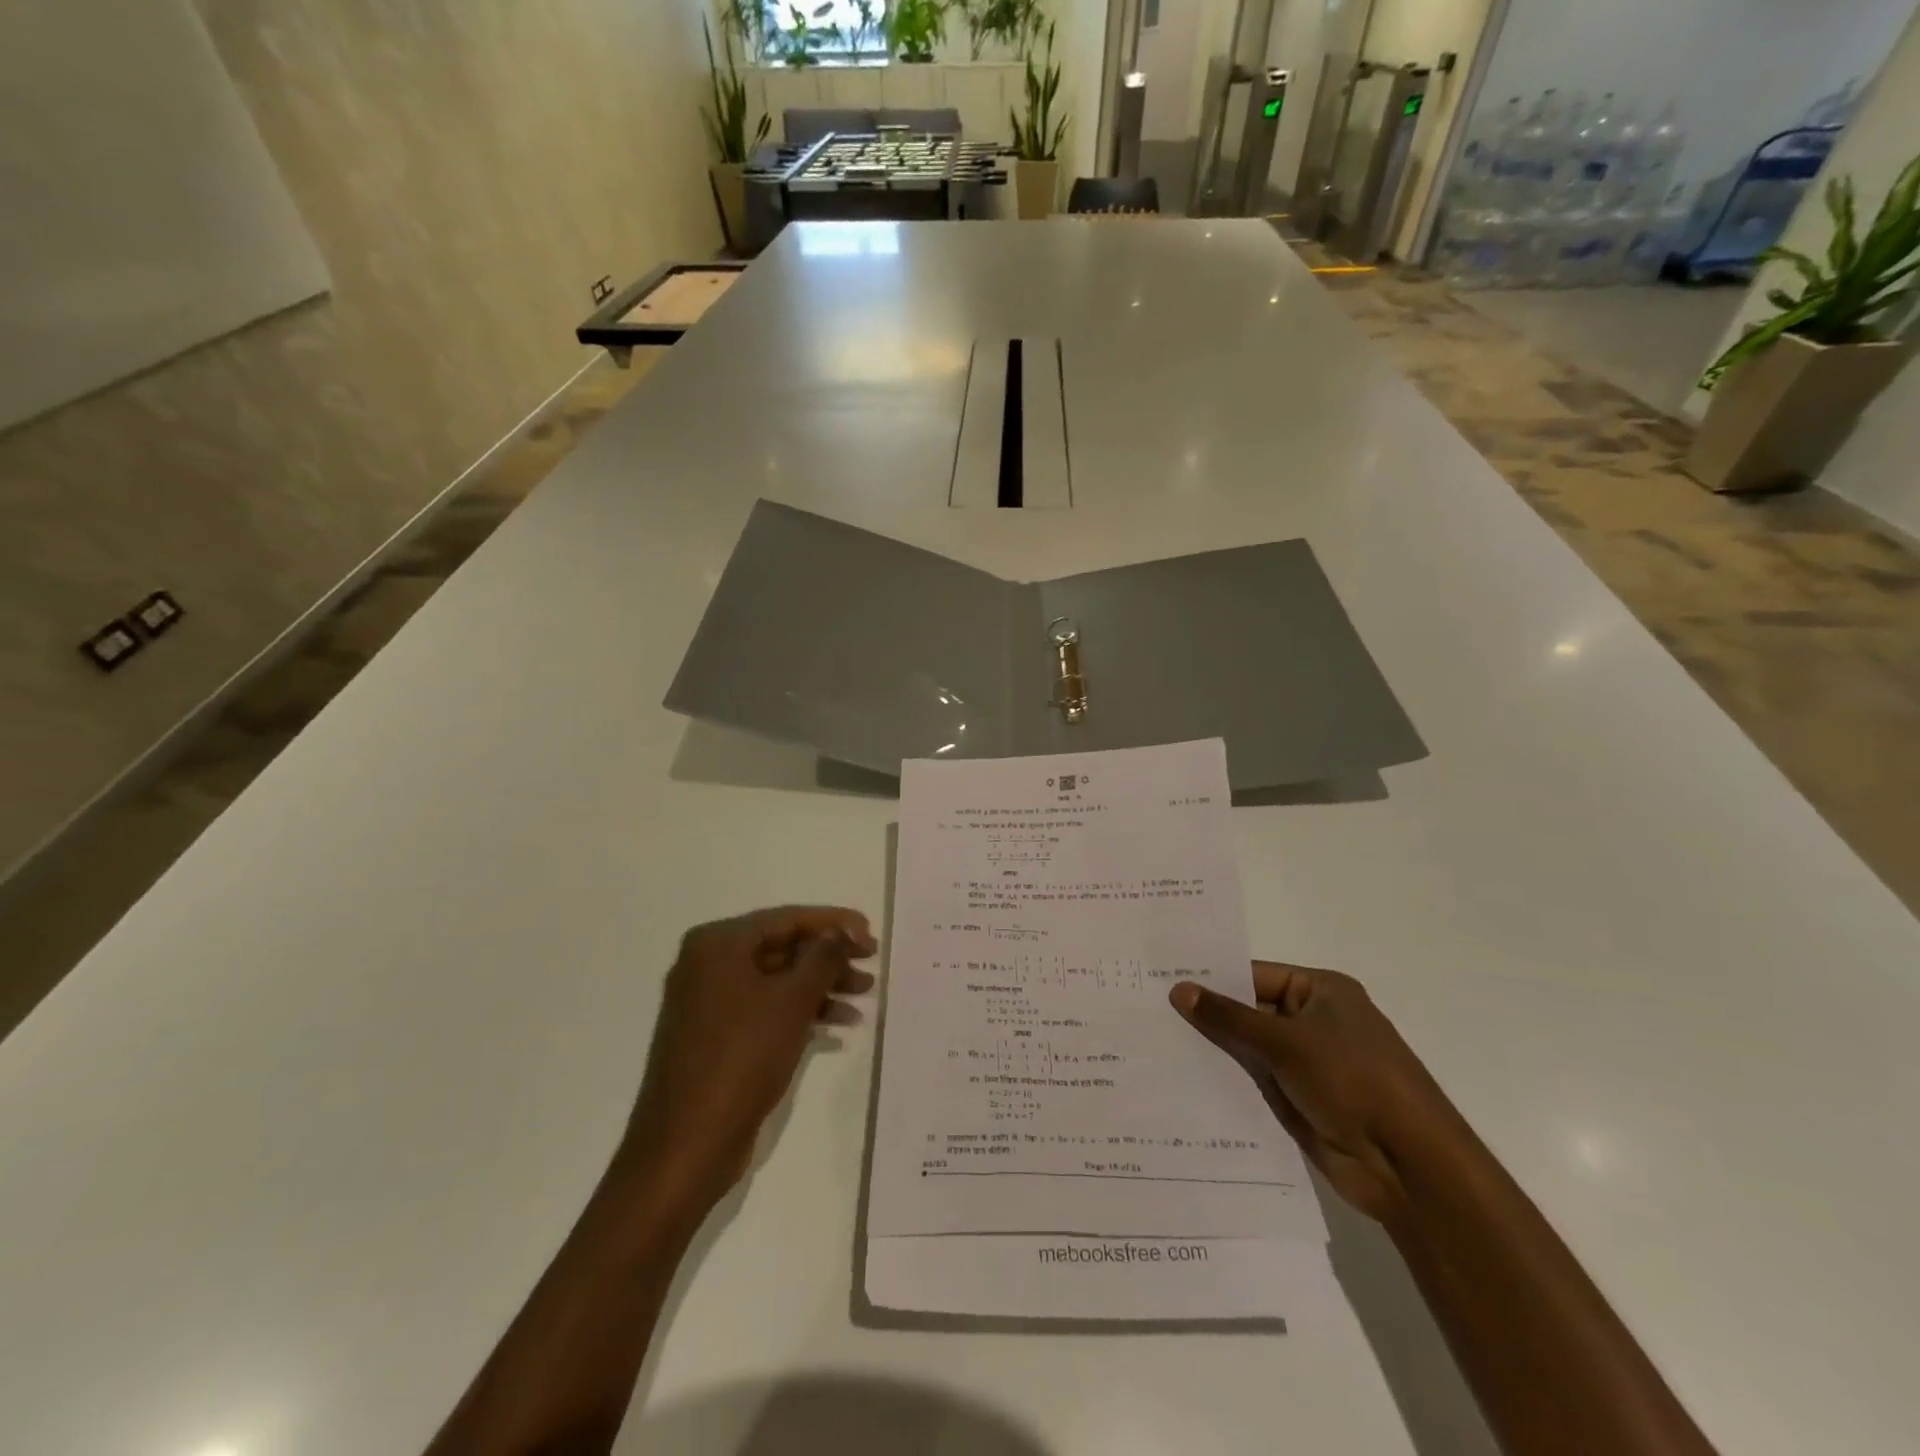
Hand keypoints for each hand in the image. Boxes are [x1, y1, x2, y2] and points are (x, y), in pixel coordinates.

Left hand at [622, 906, 877, 1212]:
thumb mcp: (792, 1001)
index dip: (833, 923)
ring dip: (821, 986)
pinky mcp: (715, 1036)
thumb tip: (840, 931)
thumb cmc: (741, 1058)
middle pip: (782, 947)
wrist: (686, 1145)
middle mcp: (708, 964)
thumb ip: (823, 957)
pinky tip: (838, 1026)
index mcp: (717, 944)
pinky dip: (799, 1012)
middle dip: (829, 958)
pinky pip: (765, 1009)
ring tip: (864, 997)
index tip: (870, 935)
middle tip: (871, 966)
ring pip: (776, 980)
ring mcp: (708, 1002)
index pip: (786, 918)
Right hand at [1170, 963, 1465, 1224]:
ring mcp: (1307, 1063)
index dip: (1212, 978)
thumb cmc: (1353, 1081)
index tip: (1163, 978)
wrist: (1409, 1166)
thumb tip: (1178, 989)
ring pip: (1249, 1048)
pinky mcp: (1301, 1100)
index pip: (1255, 975)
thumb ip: (1229, 1017)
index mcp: (1322, 992)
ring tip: (1154, 1042)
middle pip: (1249, 1010)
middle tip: (1148, 1008)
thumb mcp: (1285, 1041)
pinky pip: (1255, 1081)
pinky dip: (1227, 1079)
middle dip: (1207, 1014)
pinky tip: (1182, 1078)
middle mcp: (1314, 1021)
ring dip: (1213, 1049)